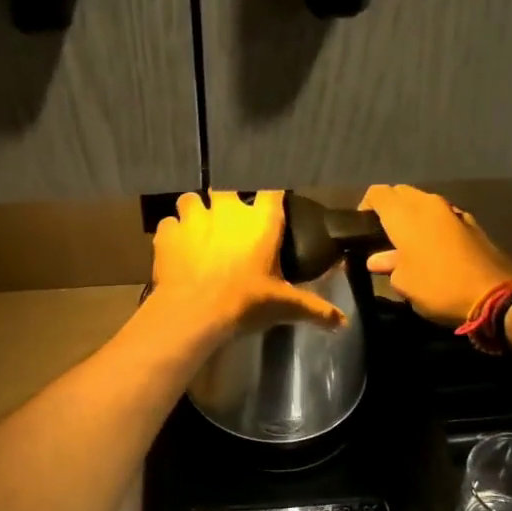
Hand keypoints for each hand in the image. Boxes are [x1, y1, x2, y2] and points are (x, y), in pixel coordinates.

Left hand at [153, 191, 345, 333]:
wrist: (194, 312)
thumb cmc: (245, 302)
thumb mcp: (284, 306)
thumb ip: (315, 309)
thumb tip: (343, 322)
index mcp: (261, 221)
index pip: (272, 191)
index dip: (271, 195)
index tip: (270, 203)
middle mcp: (228, 210)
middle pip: (226, 187)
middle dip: (226, 201)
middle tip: (229, 222)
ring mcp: (194, 217)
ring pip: (191, 200)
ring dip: (195, 212)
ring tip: (198, 231)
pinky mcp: (168, 232)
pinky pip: (169, 223)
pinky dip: (172, 233)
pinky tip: (176, 248)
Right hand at [360, 184, 511, 326]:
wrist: (497, 295)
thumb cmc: (438, 286)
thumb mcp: (404, 283)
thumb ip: (388, 265)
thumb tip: (378, 259)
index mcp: (405, 214)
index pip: (378, 193)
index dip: (366, 206)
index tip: (362, 227)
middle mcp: (428, 204)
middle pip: (401, 193)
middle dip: (390, 208)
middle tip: (382, 234)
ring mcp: (453, 212)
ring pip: (424, 204)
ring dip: (413, 217)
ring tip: (406, 243)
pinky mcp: (472, 224)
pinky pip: (443, 217)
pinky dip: (433, 226)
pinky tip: (433, 250)